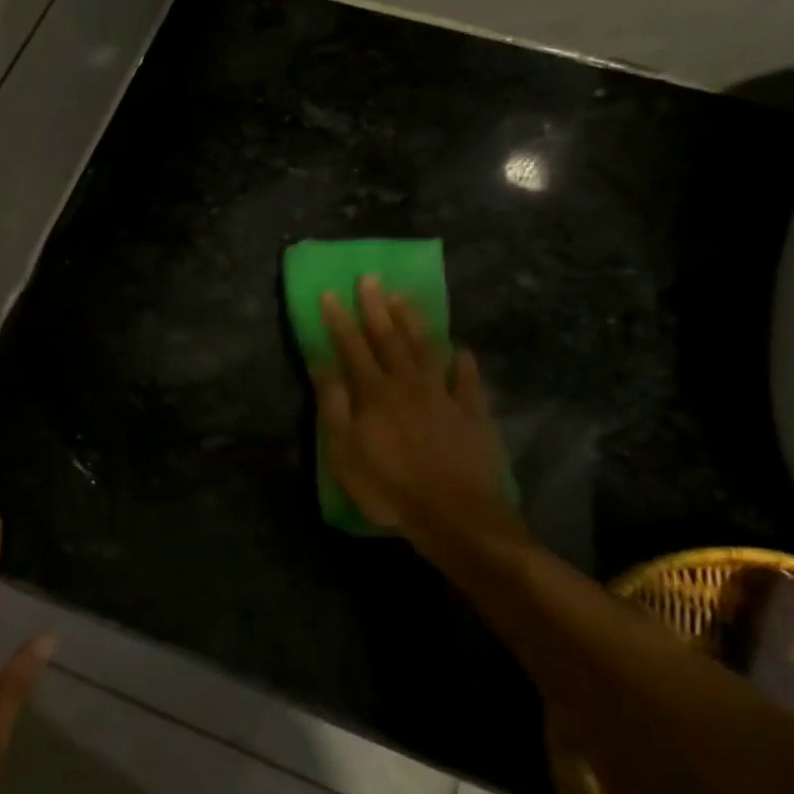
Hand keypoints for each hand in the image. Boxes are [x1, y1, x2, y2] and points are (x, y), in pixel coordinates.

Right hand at [314, 276, 526, 556]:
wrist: (454, 514)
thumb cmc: (389, 487)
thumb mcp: (344, 452)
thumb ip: (334, 406)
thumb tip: (321, 365)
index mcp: (374, 395)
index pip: (352, 349)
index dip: (340, 321)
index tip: (331, 294)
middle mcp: (408, 385)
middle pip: (390, 340)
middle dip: (376, 308)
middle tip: (369, 279)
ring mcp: (444, 397)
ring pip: (426, 351)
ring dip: (414, 323)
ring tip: (404, 298)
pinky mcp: (472, 414)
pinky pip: (468, 380)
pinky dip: (463, 362)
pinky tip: (461, 348)